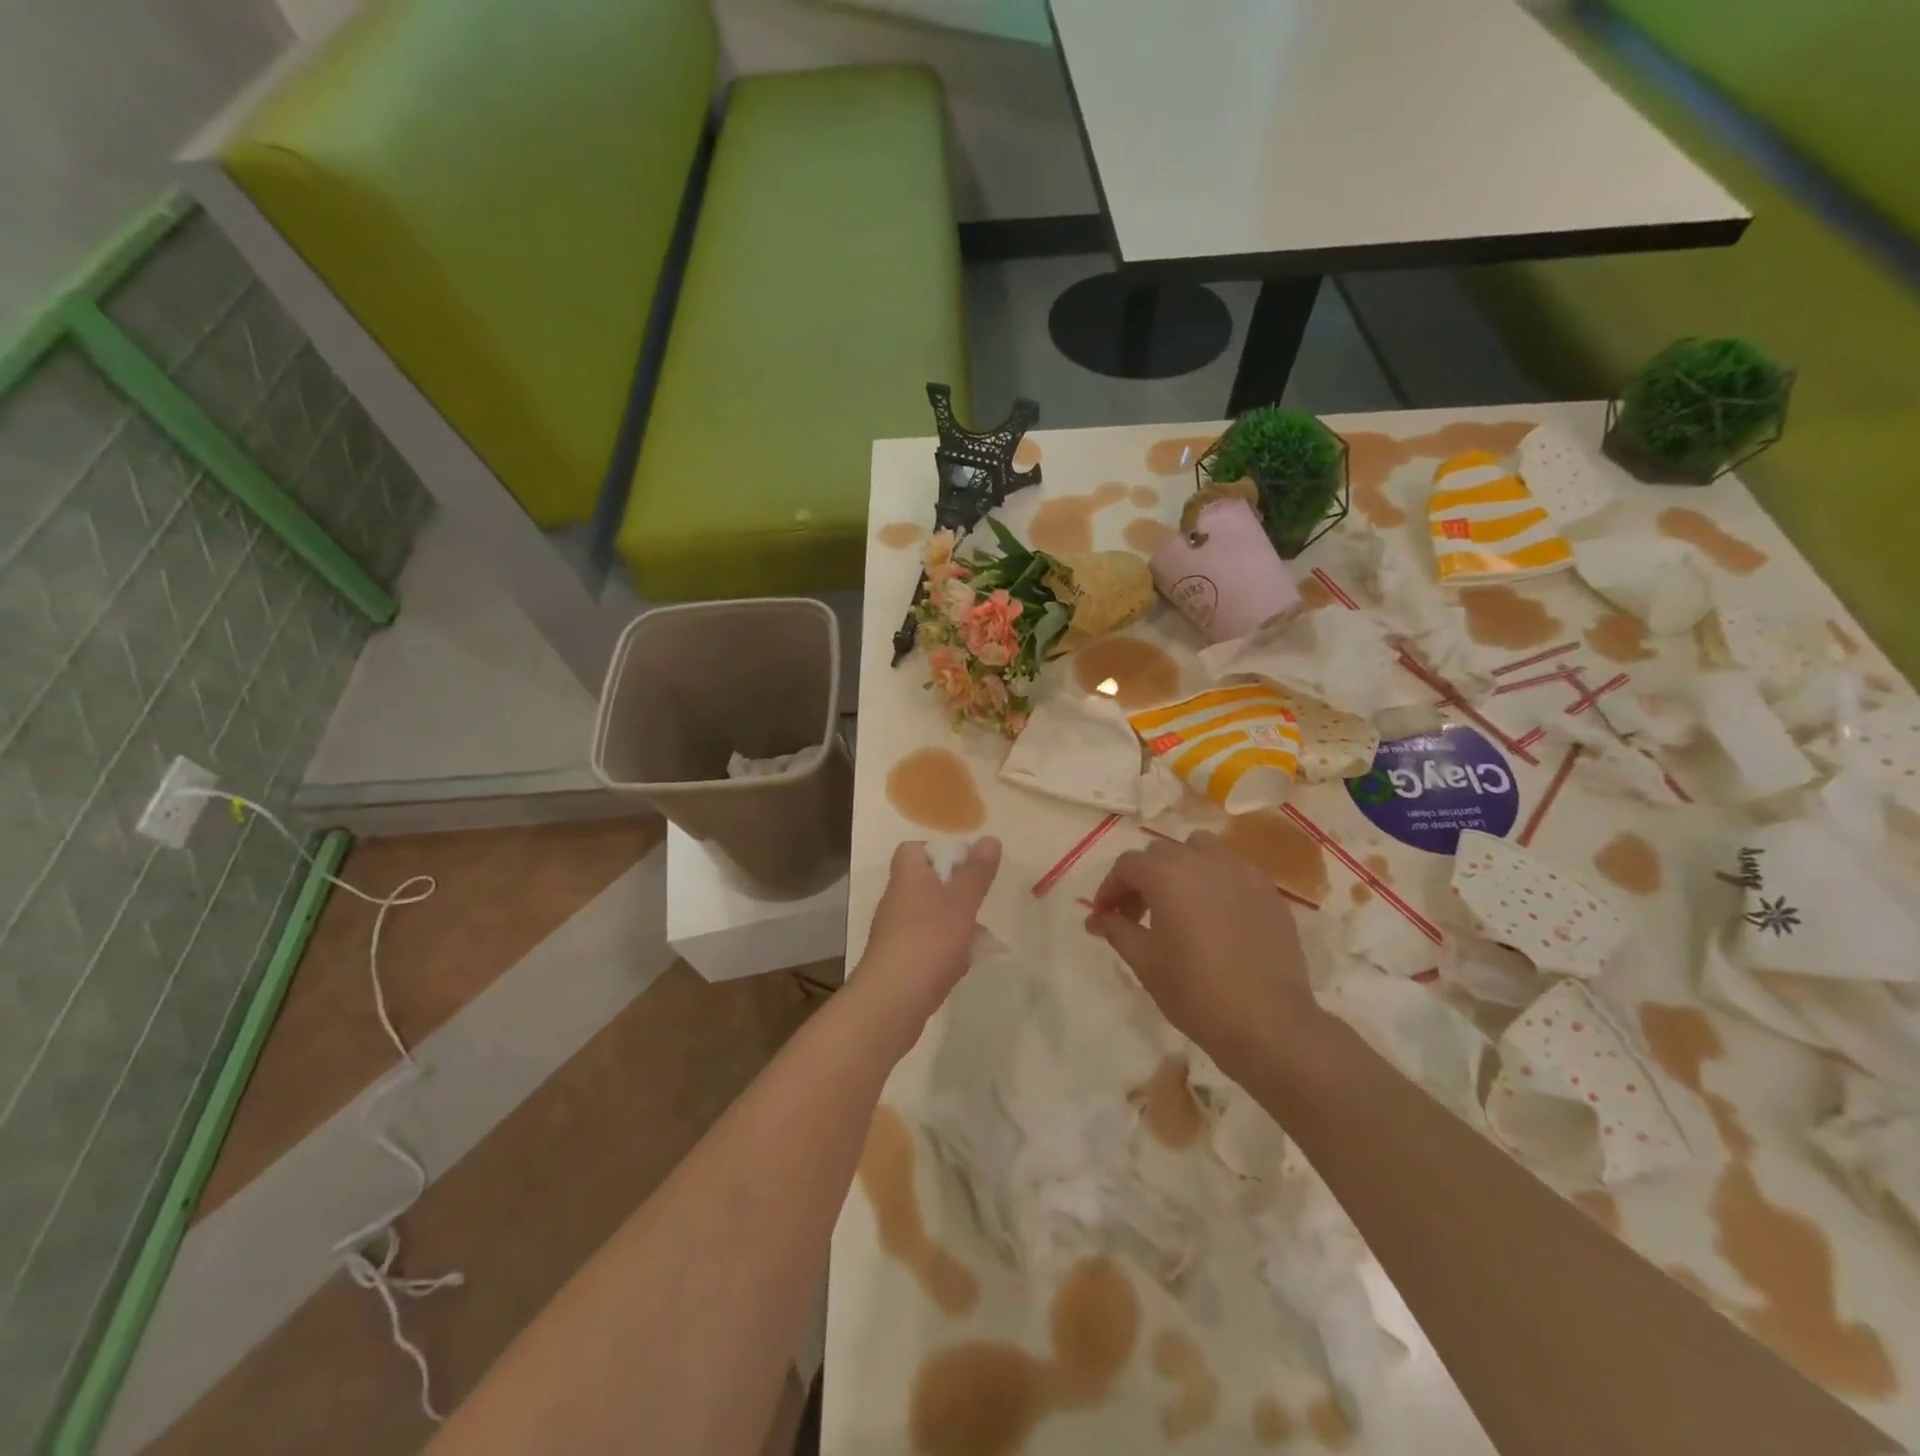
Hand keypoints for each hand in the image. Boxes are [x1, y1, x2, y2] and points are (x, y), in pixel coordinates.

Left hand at [852, 838, 1002, 1053]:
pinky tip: (964, 963)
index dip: (940, 851)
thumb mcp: (961, 901)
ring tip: (980, 937)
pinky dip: (946, 950)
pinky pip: (927, 946)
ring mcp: (896, 933)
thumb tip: (990, 839)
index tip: (967, 866)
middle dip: (956, 892)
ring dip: (955, 923)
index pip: (913, 850)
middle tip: (980, 902)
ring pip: (930, 917)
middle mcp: (897, 901)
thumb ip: (977, 872)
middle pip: (926, 884)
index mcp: (908, 877)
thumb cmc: (929, 940)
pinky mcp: (899, 962)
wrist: (892, 1001)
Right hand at [1085, 831, 1323, 1082]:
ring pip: (1201, 849)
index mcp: (1168, 876)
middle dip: (1142, 878)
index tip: (1104, 916)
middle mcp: (1204, 862)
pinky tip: (1216, 915)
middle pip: (1161, 853)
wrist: (1268, 1022)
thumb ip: (1116, 930)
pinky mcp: (1268, 891)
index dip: (1110, 888)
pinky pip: (1232, 870)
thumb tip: (1096, 919)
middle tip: (1136, 915)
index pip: (1128, 865)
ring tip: (1178, 903)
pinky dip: (1215, 880)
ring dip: (1181, 867)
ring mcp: (1241, 873)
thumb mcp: (1145, 962)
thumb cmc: (1196, 992)